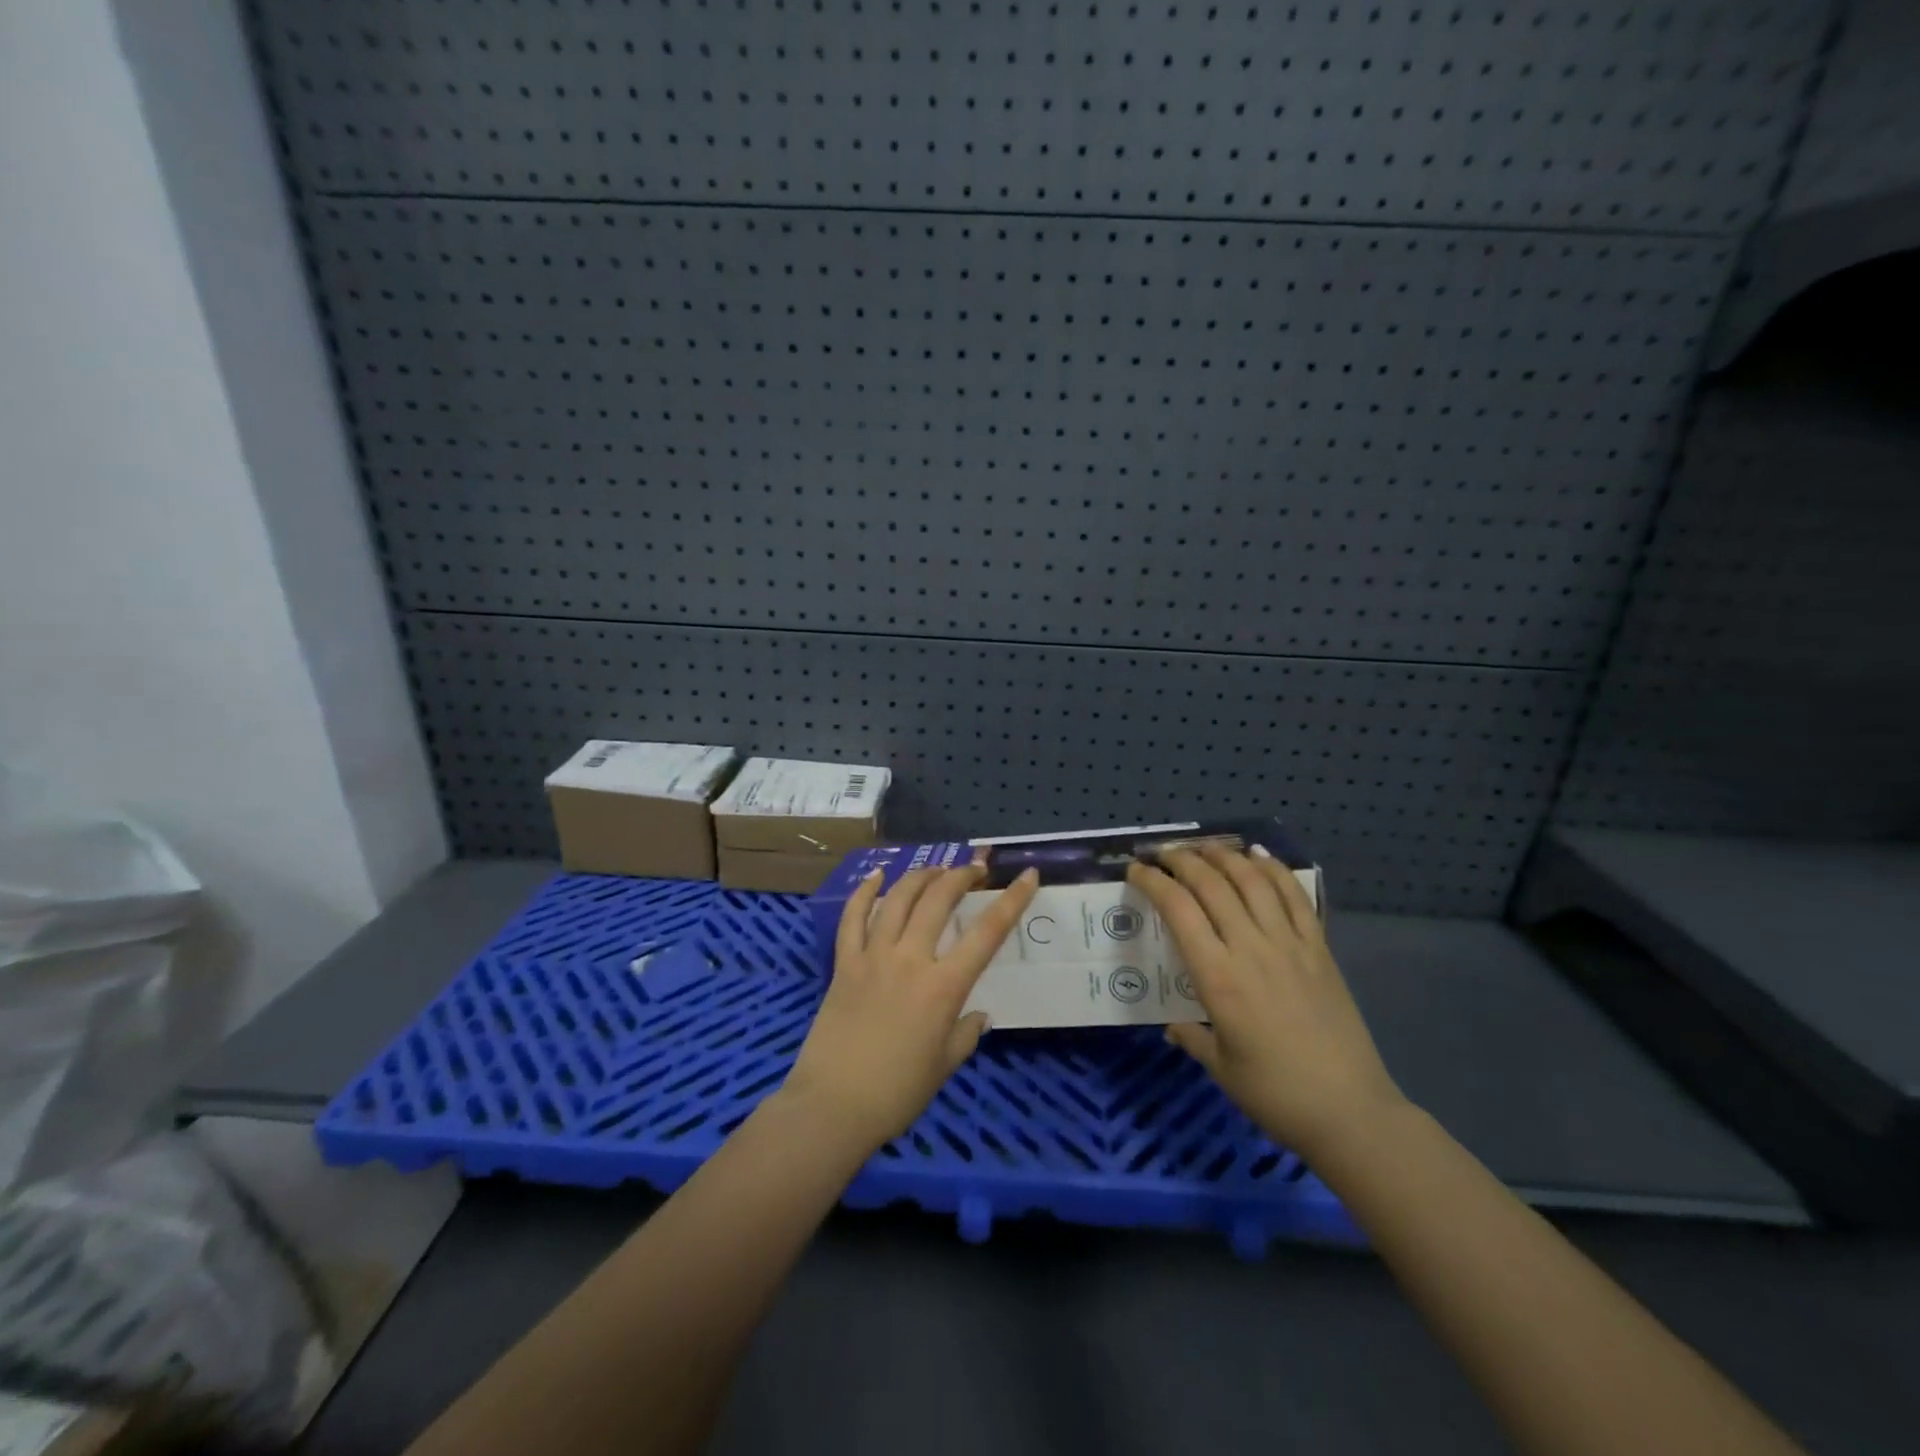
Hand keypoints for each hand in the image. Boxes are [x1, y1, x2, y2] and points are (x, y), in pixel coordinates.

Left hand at [783, 864, 1039, 1153]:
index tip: (1027, 875)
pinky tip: (876, 875)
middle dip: (961, 876)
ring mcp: (873, 956)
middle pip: (939, 900)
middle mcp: (911, 960)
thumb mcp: (945, 1066)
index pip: (987, 933)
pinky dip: (865, 892)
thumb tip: (979, 1015)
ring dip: (920, 876)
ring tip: (936, 869)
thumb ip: (966, 1034)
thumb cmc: (897, 1093)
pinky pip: (853, 918)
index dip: (1012, 900)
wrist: (833, 1105)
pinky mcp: (844, 963)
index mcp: (944, 987)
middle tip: (975, 869)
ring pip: (898, 899)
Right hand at [1127, 845, 1406, 1160]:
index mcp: (1218, 977)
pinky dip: (1274, 870)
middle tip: (1163, 853)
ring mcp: (1290, 944)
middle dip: (1181, 860)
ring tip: (1204, 847)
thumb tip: (1172, 1025)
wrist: (1350, 1111)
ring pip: (1252, 881)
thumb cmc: (1275, 1093)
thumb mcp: (1220, 1067)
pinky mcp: (1319, 948)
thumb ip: (1192, 1037)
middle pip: (1212, 884)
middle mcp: (1251, 948)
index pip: (1178, 910)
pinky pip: (1295, 897)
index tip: (1136, 871)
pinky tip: (1259, 856)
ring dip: (1224, 856)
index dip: (1153, 882)